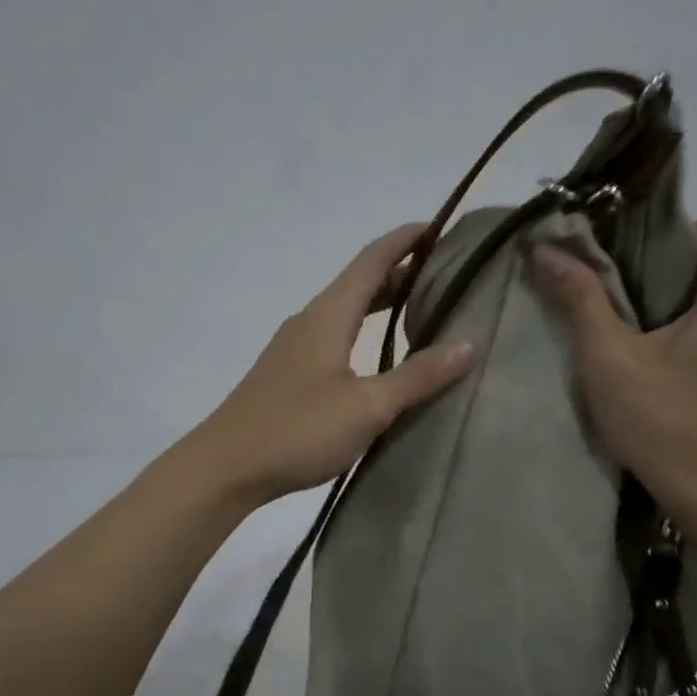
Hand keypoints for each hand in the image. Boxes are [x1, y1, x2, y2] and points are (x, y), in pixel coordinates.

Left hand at [195, 224, 476, 504]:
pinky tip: (380, 356)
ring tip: (423, 309)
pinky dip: (365, 331)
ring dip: (383, 303)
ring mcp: (296, 348)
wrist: (226, 467)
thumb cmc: (297, 430)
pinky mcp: (290, 374)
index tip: (443, 228)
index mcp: (328, 315)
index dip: (407, 240)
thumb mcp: (367, 406)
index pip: (373, 260)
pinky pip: (336, 336)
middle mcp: (310, 321)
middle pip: (360, 282)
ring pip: (347, 311)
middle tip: (446, 273)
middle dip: (402, 271)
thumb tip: (470, 343)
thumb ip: (418, 376)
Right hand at [531, 215, 696, 533]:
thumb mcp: (609, 359)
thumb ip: (580, 298)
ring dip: (676, 298)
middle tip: (615, 287)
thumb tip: (545, 247)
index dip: (676, 229)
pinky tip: (652, 358)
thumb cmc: (665, 423)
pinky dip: (689, 326)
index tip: (630, 257)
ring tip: (627, 322)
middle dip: (666, 264)